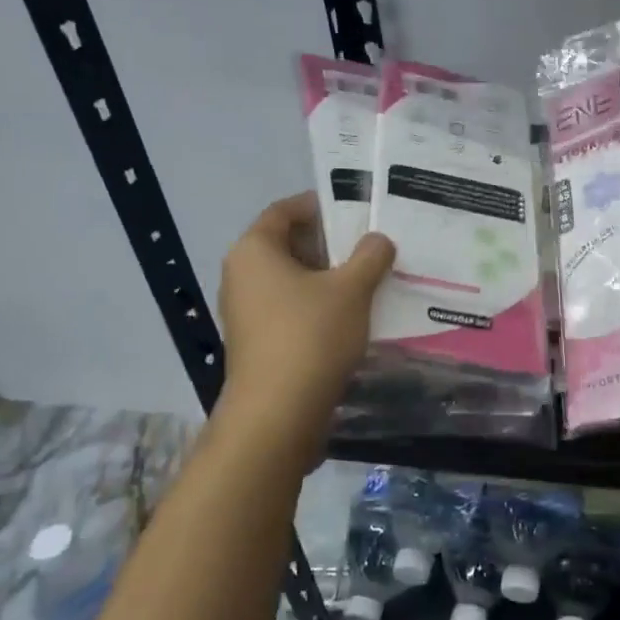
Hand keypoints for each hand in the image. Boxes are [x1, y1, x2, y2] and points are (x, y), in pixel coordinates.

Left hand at [217, 193, 394, 424]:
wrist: (278, 413)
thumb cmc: (311, 335)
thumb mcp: (351, 289)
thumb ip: (369, 256)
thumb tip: (378, 240)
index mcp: (254, 250)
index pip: (284, 211)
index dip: (319, 206)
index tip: (355, 210)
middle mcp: (241, 275)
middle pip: (288, 245)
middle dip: (329, 244)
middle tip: (370, 245)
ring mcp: (246, 312)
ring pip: (291, 280)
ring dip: (327, 277)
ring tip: (368, 279)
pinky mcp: (257, 342)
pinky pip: (290, 309)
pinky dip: (317, 305)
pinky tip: (351, 315)